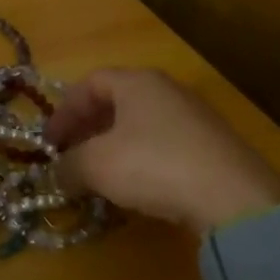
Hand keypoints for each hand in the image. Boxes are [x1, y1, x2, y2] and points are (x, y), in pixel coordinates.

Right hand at [46, 68, 279, 232]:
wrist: (232, 197)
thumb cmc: (153, 165)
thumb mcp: (96, 165)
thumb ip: (67, 166)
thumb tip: (54, 175)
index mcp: (137, 82)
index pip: (90, 83)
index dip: (63, 111)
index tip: (47, 142)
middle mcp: (166, 91)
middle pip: (115, 103)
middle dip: (86, 130)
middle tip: (68, 157)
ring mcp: (193, 118)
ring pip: (139, 126)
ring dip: (111, 148)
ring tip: (96, 176)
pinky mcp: (210, 147)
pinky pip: (162, 146)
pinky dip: (139, 161)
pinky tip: (134, 189)